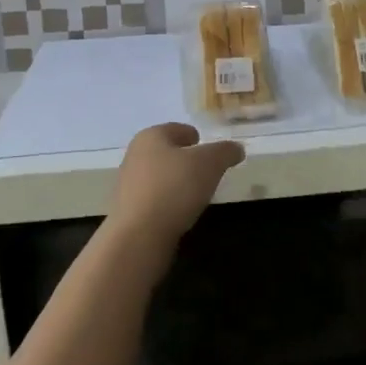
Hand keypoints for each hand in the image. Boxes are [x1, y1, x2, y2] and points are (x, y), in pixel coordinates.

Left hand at [106, 122, 245, 253]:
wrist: (139, 236)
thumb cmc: (175, 187)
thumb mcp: (211, 163)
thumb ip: (225, 151)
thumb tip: (236, 149)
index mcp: (151, 136)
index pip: (177, 129)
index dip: (195, 136)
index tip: (210, 150)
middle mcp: (135, 156)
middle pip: (167, 152)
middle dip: (187, 160)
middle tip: (209, 171)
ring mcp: (128, 185)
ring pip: (160, 176)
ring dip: (177, 182)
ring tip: (198, 193)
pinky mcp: (128, 211)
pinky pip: (155, 199)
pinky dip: (169, 202)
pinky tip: (182, 212)